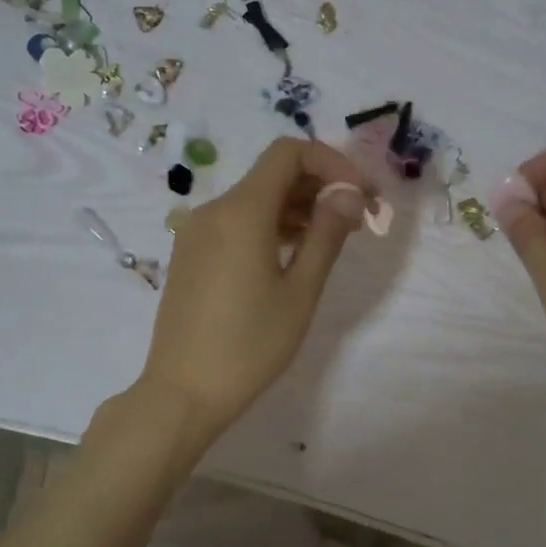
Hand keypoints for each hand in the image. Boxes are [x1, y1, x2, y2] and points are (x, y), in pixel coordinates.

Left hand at [138, 138, 375, 440]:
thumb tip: (349, 194)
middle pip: (272, 174)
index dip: (332, 163)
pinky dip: (270, 225)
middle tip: (357, 218)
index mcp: (241, 212)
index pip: (289, 154)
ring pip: (254, 199)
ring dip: (296, 207)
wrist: (183, 392)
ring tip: (331, 238)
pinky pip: (236, 222)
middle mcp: (214, 211)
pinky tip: (292, 254)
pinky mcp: (191, 255)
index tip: (361, 195)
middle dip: (319, 185)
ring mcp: (197, 233)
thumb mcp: (299, 291)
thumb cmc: (249, 345)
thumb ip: (326, 235)